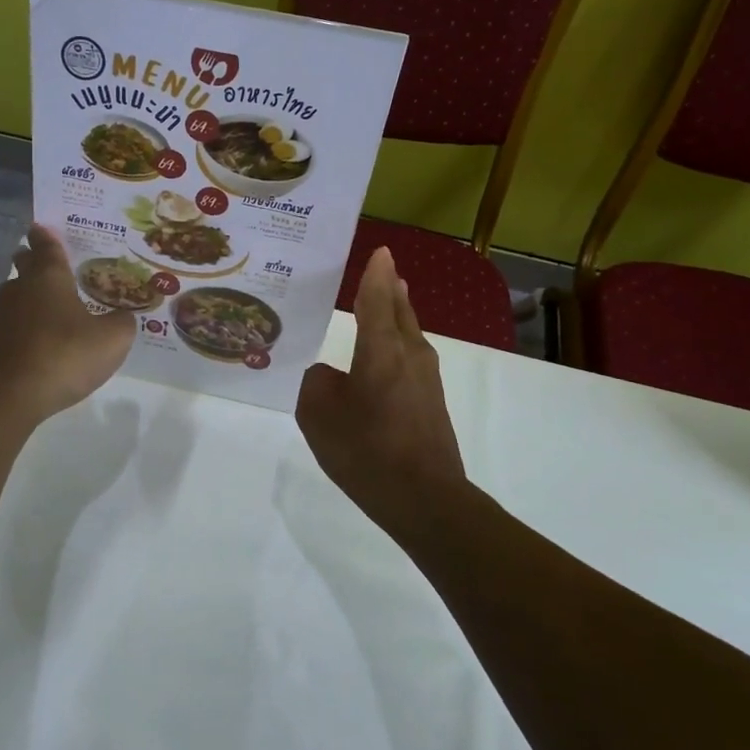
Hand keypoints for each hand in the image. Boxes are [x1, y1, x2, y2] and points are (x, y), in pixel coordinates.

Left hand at [0, 224, 136, 425]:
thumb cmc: (63, 355)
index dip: (46, 236)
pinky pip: (9, 330)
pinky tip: (35, 346)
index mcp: (49, 278)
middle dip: (32, 263)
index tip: (41, 227)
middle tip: (45, 264)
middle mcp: (20, 290)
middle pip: (24, 268)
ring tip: (47, 310)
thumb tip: (124, 317)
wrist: (6, 396)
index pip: (46, 246)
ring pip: (14, 299)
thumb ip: (122, 323)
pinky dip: (21, 332)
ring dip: (28, 300)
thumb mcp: (111, 340)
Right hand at [296, 247, 466, 528]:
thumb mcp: (319, 415)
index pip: (377, 299)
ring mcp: (427, 380)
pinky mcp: (431, 403)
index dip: (375, 274)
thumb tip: (331, 376)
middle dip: (390, 290)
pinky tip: (380, 361)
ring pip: (409, 336)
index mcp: (382, 350)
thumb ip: (317, 383)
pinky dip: (396, 347)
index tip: (380, 250)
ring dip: (396, 317)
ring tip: (381, 306)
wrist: (425, 499)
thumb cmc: (366, 450)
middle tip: (380, 271)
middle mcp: (410, 355)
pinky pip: (410, 361)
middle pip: (401, 312)